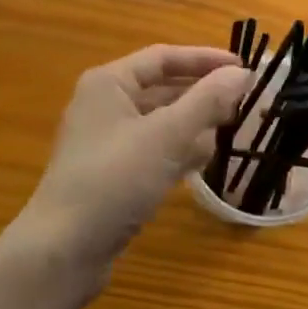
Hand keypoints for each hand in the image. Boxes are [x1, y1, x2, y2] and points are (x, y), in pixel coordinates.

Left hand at [18, 45, 249, 282]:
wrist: (63, 251)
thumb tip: (241, 73)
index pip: (163, 58)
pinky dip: (178, 150)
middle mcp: (105, 105)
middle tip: (244, 102)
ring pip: (160, 121)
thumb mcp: (166, 136)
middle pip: (162, 88)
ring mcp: (107, 141)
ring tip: (231, 131)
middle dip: (202, 95)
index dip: (204, 59)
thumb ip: (206, 101)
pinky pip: (154, 149)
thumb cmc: (114, 180)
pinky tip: (204, 160)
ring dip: (193, 124)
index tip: (243, 68)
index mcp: (110, 83)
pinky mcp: (113, 173)